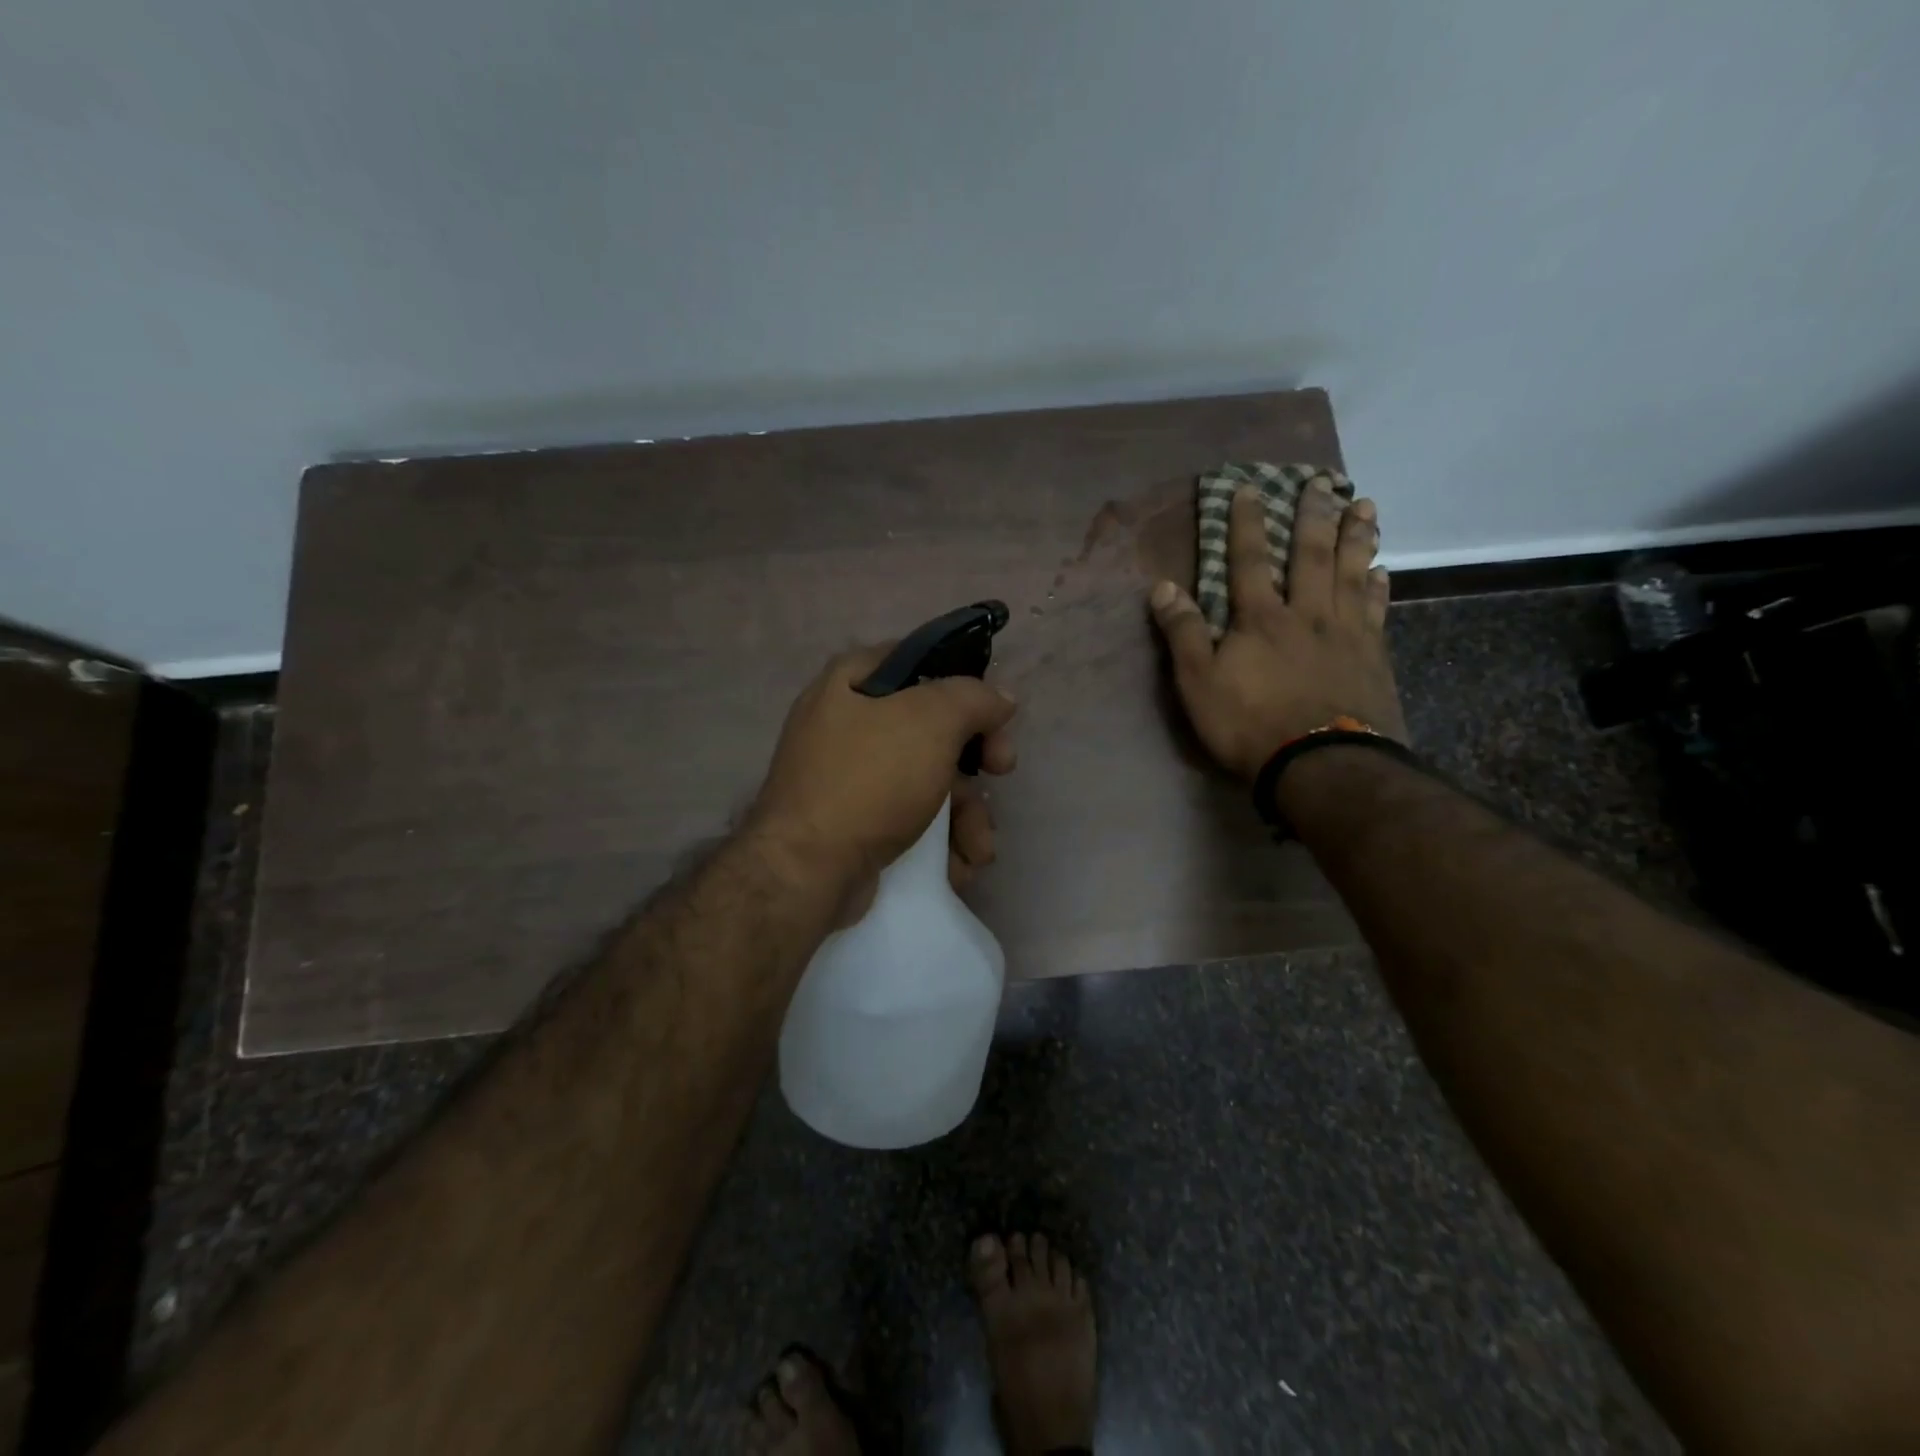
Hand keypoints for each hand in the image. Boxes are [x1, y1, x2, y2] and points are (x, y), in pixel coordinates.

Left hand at [749, 644, 1017, 912]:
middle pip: (932, 729)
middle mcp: (847, 725)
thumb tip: (1000, 699)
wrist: (808, 870)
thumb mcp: (930, 722)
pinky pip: (911, 823)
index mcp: (850, 683)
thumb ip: (972, 698)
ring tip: (978, 846)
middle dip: (976, 759)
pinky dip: (940, 844)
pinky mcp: (857, 827)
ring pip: (930, 784)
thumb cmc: (870, 779)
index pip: (918, 662)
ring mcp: (851, 780)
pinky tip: (957, 867)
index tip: (993, 711)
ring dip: (966, 815)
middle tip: (1002, 770)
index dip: (962, 682)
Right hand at [1148, 479, 1405, 782]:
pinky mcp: (1373, 657)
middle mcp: (1306, 614)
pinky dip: (1378, 586)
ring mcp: (1345, 633)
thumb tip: (1162, 586)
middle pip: (1311, 555)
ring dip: (1356, 537)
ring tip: (1364, 505)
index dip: (1247, 523)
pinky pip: (1376, 610)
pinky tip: (1381, 570)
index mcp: (1260, 618)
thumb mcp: (1198, 683)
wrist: (1320, 763)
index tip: (1249, 488)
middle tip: (1320, 481)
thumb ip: (1183, 633)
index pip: (1250, 560)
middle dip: (1312, 516)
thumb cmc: (1250, 724)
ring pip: (1352, 573)